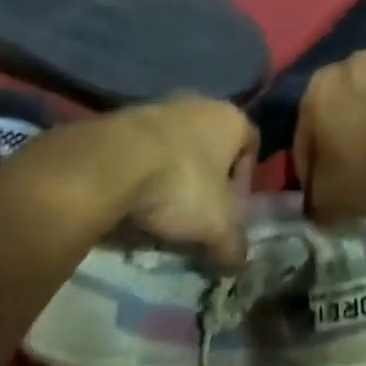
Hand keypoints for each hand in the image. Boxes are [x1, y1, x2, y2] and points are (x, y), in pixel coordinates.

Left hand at [27, 97, 256, 270]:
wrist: (114, 161)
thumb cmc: (181, 183)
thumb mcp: (216, 225)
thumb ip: (234, 244)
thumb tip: (239, 262)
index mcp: (232, 118)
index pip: (251, 145)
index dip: (244, 182)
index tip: (229, 212)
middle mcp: (202, 103)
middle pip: (212, 147)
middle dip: (206, 183)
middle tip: (196, 218)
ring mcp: (163, 106)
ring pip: (178, 148)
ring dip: (173, 178)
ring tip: (160, 216)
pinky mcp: (128, 116)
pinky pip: (146, 149)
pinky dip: (145, 174)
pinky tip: (134, 202)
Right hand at [293, 52, 365, 221]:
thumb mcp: (327, 199)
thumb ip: (315, 197)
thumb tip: (318, 202)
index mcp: (318, 87)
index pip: (305, 134)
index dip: (311, 168)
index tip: (322, 194)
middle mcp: (354, 65)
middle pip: (344, 107)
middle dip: (348, 136)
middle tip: (359, 174)